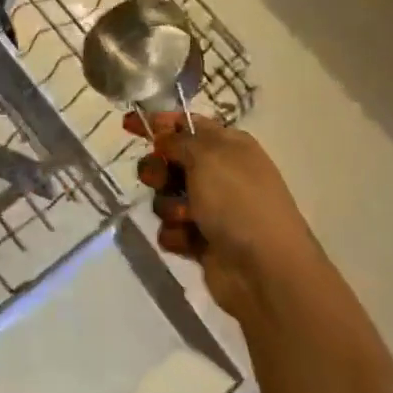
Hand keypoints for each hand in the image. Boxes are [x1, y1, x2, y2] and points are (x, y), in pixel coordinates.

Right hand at [126, 113, 324, 324]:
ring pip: (166, 197)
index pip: (187, 124)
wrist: (265, 270)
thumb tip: (164, 136)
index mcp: (229, 146)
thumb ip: (178, 140)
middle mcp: (220, 174)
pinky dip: (176, 234)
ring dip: (169, 207)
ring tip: (186, 219)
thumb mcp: (208, 157)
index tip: (128, 124)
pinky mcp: (201, 240)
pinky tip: (189, 241)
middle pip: (170, 161)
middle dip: (158, 170)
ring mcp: (211, 209)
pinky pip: (171, 229)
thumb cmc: (238, 202)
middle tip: (160, 180)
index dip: (158, 122)